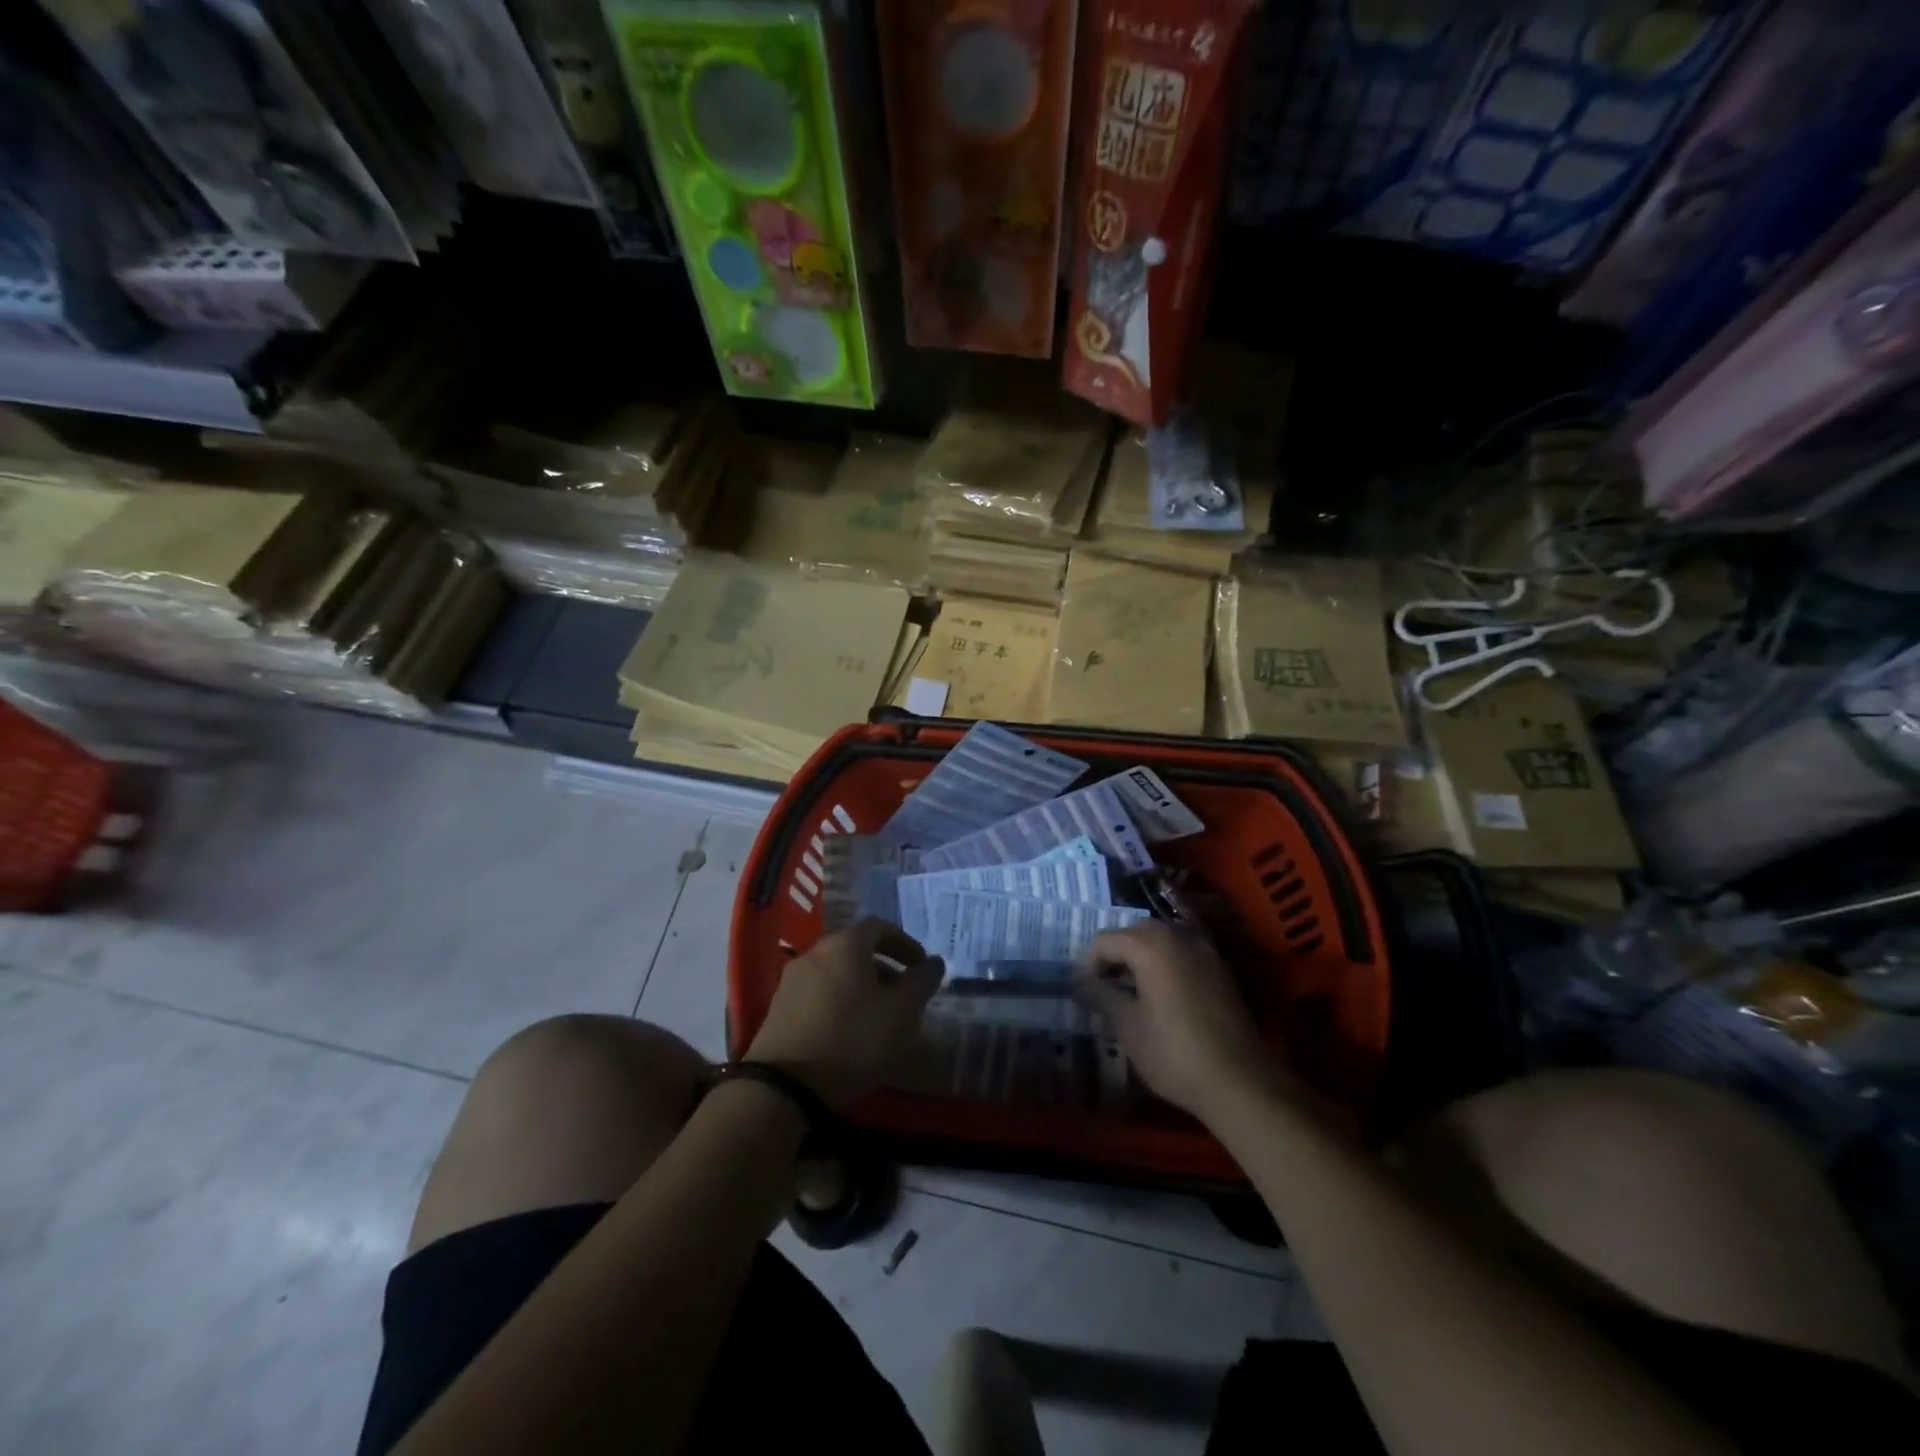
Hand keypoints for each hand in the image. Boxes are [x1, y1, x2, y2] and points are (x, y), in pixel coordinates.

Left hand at [746, 919, 942, 1108]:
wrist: (784, 1084)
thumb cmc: (852, 1039)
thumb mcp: (901, 1012)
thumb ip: (921, 982)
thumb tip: (934, 963)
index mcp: (845, 945)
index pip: (880, 927)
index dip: (904, 944)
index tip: (921, 966)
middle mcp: (815, 952)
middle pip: (856, 950)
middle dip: (884, 969)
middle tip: (904, 996)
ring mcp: (792, 980)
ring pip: (837, 973)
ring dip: (862, 988)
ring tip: (879, 1019)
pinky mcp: (779, 1008)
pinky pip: (819, 994)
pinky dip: (840, 1003)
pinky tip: (849, 1034)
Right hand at [1075, 921, 1292, 1124]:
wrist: (1240, 1081)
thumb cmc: (1174, 1053)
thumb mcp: (1128, 1027)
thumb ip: (1101, 996)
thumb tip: (1079, 983)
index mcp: (1150, 945)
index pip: (1105, 941)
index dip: (1090, 965)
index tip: (1088, 994)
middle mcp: (1178, 936)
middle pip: (1135, 933)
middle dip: (1117, 957)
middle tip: (1109, 991)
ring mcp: (1205, 950)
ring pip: (1162, 941)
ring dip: (1143, 959)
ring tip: (1135, 995)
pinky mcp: (1222, 969)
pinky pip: (1184, 954)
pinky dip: (1168, 965)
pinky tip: (1166, 998)